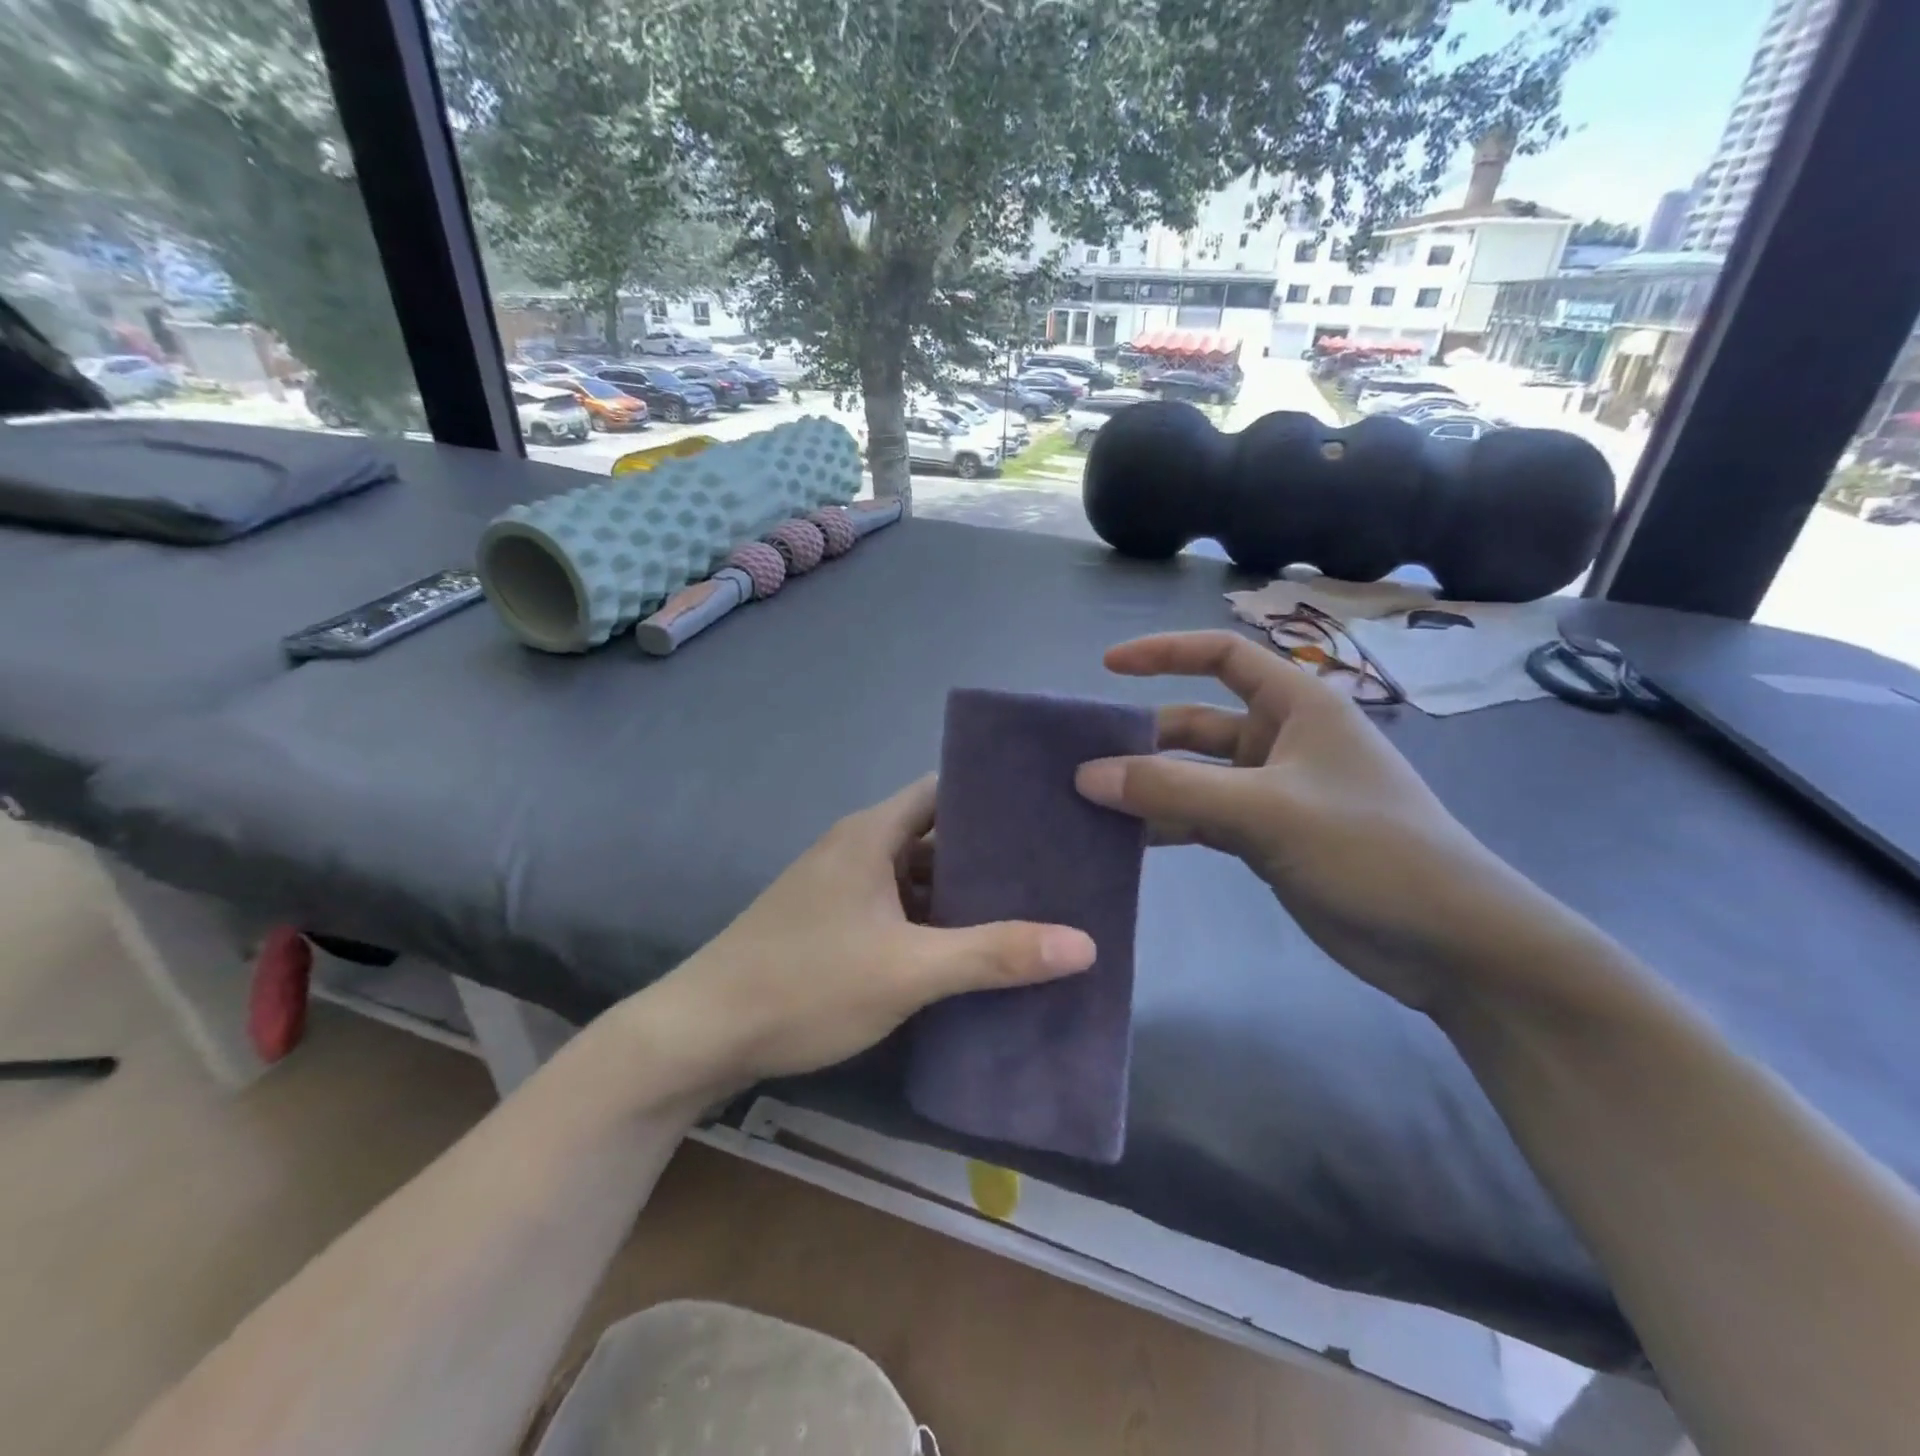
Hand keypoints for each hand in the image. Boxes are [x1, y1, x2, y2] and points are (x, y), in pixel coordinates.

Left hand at [628, 776, 1095, 1091]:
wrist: (701, 1033)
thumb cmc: (806, 983)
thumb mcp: (908, 970)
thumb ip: (994, 954)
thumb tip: (1084, 943)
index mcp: (873, 833)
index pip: (945, 790)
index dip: (995, 797)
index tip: (1047, 814)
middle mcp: (856, 848)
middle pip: (936, 835)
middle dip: (989, 854)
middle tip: (1053, 871)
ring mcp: (840, 887)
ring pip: (915, 877)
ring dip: (960, 893)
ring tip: (1026, 910)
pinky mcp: (831, 924)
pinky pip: (895, 908)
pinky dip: (931, 922)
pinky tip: (967, 950)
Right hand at [1073, 631, 1566, 1011]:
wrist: (1449, 943)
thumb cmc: (1369, 850)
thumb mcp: (1266, 811)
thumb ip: (1172, 792)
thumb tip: (1087, 775)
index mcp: (1296, 706)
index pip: (1222, 655)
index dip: (1164, 653)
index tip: (1106, 666)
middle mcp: (1281, 740)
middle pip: (1196, 723)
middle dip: (1142, 738)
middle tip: (1081, 761)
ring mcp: (1274, 793)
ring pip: (1194, 777)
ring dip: (1149, 788)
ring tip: (1088, 804)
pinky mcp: (1268, 838)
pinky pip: (1202, 819)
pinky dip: (1167, 825)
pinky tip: (1126, 842)